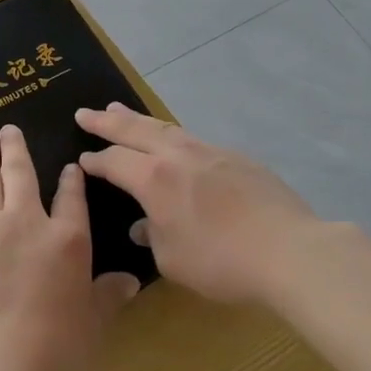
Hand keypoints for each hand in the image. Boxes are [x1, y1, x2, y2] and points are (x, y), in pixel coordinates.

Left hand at [0, 126, 140, 370]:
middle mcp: (25, 222)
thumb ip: (108, 297)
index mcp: (66, 240)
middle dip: (15, 148)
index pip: (71, 197)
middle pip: (20, 173)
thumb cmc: (51, 351)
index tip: (70, 166)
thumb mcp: (92, 326)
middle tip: (8, 128)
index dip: (71, 180)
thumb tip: (130, 282)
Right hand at [76, 104, 322, 304]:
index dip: (95, 160)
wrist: (288, 250)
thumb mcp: (173, 260)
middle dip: (107, 121)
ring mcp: (210, 152)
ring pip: (165, 127)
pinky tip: (173, 140)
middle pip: (135, 130)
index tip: (81, 158)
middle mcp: (178, 156)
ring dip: (139, 119)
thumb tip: (143, 225)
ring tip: (121, 109)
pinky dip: (172, 135)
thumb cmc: (221, 261)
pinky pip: (193, 139)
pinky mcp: (236, 158)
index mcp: (154, 179)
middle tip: (86, 112)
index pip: (114, 161)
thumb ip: (152, 237)